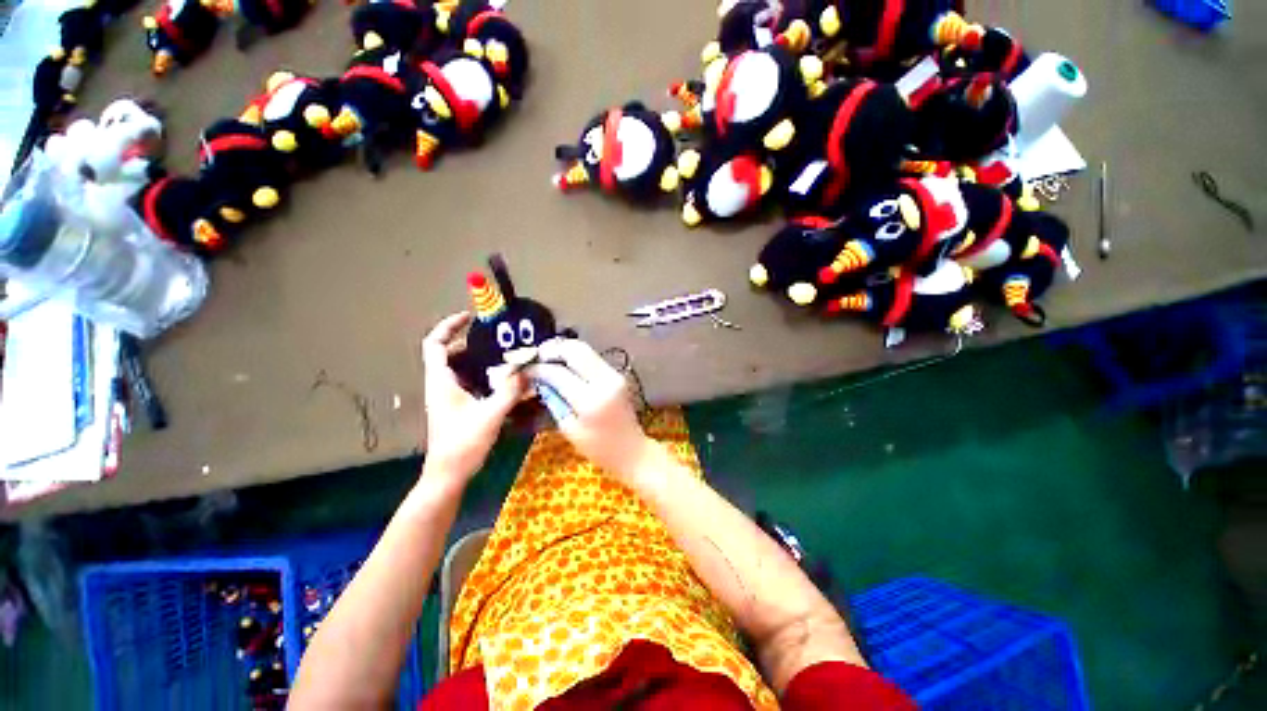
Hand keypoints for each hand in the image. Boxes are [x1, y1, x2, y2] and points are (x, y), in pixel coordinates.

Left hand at [420, 312, 525, 482]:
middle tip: (497, 339)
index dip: (449, 326)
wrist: (448, 474)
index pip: (434, 344)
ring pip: (459, 367)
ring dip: (478, 358)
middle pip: (448, 352)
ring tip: (503, 355)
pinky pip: (467, 380)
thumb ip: (510, 391)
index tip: (470, 318)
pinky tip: (503, 379)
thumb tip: (526, 371)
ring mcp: (447, 396)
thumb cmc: (463, 444)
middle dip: (470, 341)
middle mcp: (441, 384)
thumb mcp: (491, 415)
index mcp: (441, 381)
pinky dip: (482, 373)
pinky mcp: (456, 406)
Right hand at [526, 339, 652, 479]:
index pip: (558, 373)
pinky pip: (593, 358)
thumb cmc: (598, 448)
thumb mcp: (569, 428)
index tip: (525, 370)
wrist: (631, 450)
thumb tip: (539, 379)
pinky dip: (576, 358)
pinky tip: (565, 366)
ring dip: (565, 351)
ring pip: (586, 349)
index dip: (538, 368)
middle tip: (537, 357)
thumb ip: (554, 400)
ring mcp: (614, 374)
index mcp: (590, 400)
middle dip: (553, 349)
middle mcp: (605, 381)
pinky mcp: (618, 374)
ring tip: (548, 360)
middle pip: (576, 349)